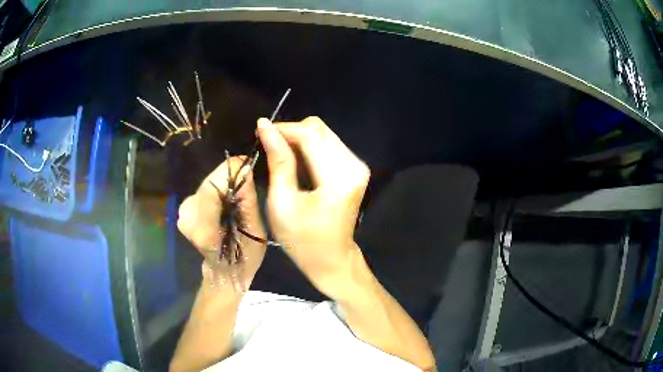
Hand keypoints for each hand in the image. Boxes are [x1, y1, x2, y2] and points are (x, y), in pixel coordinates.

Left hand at [177, 157, 266, 289]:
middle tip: (246, 179)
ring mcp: (183, 213)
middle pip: (209, 183)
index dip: (229, 171)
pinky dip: (216, 190)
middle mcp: (187, 218)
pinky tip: (224, 202)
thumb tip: (245, 168)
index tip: (247, 164)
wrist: (223, 270)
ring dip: (223, 184)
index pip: (212, 188)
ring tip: (236, 195)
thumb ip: (247, 201)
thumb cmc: (244, 256)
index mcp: (204, 229)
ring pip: (207, 184)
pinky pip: (203, 189)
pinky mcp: (183, 209)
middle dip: (228, 177)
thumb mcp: (255, 232)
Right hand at [257, 117, 369, 297]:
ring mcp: (357, 166)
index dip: (283, 129)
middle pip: (318, 129)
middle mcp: (354, 165)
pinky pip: (328, 145)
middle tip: (270, 148)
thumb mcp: (282, 203)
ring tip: (281, 158)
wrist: (331, 259)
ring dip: (299, 140)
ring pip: (323, 134)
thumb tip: (265, 125)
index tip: (260, 131)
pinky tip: (297, 164)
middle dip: (291, 133)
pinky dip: (309, 148)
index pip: (310, 135)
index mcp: (339, 177)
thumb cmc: (303, 240)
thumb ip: (278, 161)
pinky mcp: (355, 168)